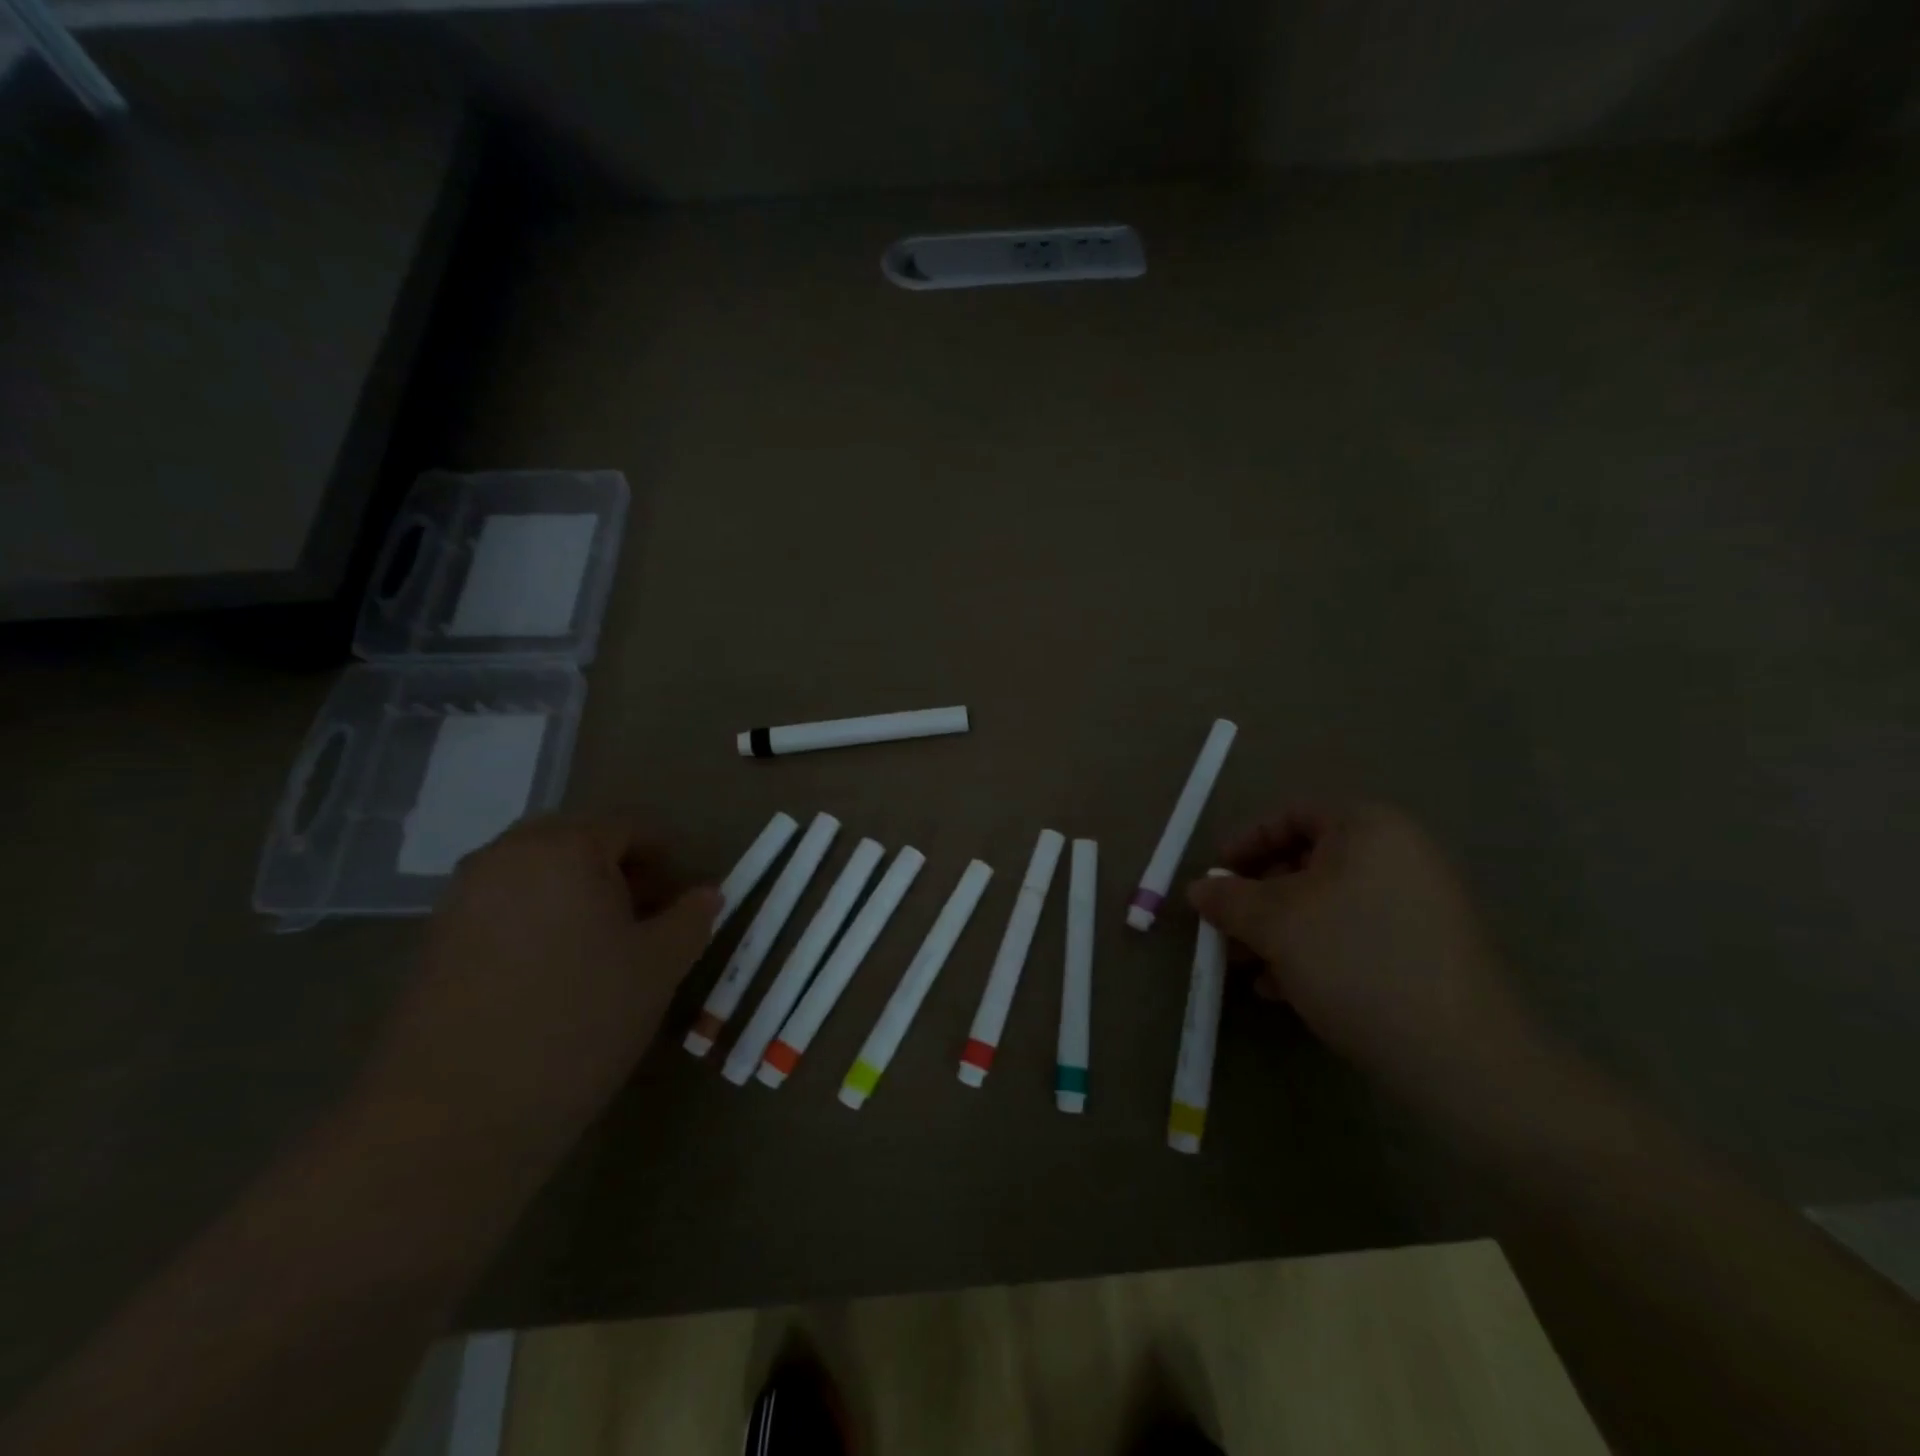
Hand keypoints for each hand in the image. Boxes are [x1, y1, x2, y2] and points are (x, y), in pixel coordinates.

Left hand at [362, 817, 719, 1161]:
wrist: (456, 1115)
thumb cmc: (580, 1020)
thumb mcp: (659, 967)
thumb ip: (691, 919)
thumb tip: (708, 894)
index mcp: (565, 847)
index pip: (628, 827)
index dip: (664, 858)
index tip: (681, 900)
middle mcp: (506, 856)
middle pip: (576, 841)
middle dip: (618, 870)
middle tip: (645, 918)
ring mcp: (462, 897)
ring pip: (535, 873)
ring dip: (575, 893)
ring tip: (601, 947)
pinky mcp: (434, 940)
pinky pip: (502, 905)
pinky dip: (537, 918)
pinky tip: (552, 971)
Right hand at [1185, 805, 1530, 1093]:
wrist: (1461, 1056)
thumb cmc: (1355, 962)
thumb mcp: (1274, 924)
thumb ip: (1228, 898)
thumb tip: (1199, 889)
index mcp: (1368, 829)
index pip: (1291, 815)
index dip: (1244, 843)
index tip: (1215, 878)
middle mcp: (1399, 855)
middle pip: (1307, 861)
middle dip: (1257, 897)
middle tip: (1226, 929)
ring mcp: (1419, 904)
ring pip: (1327, 903)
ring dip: (1278, 930)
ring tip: (1247, 967)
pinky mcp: (1426, 950)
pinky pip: (1355, 934)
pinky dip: (1314, 951)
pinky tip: (1284, 990)